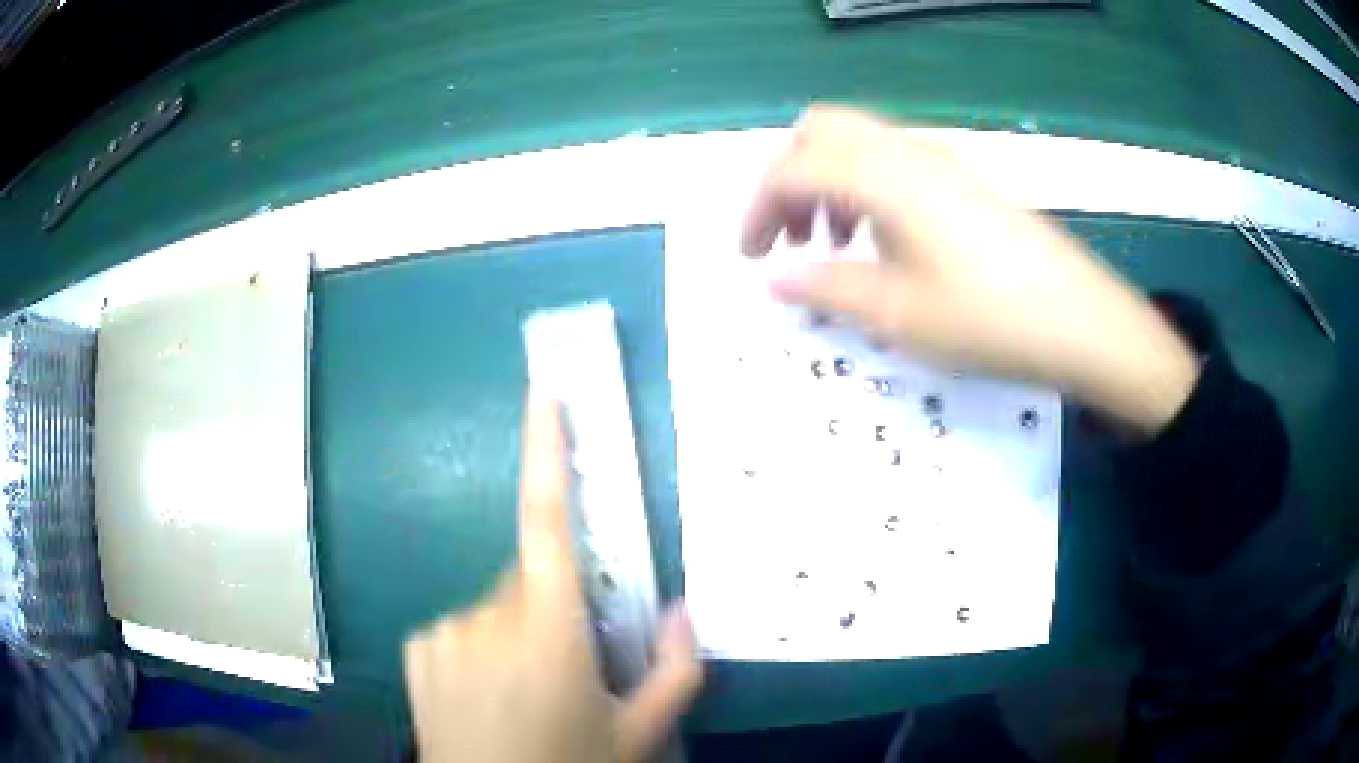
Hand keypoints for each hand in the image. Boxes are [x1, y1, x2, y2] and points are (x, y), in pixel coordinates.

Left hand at [403, 392, 702, 762]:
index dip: (546, 453)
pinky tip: (483, 695)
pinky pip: (460, 628)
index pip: (548, 523)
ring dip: (517, 632)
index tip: (546, 394)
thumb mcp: (640, 734)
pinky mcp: (417, 647)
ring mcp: (443, 630)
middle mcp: (488, 616)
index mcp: (550, 632)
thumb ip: (676, 670)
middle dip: (555, 605)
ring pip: (495, 607)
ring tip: (525, 692)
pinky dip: (478, 647)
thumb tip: (684, 609)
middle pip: (530, 579)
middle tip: (572, 664)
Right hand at [743, 105, 1199, 434]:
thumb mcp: (895, 313)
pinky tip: (882, 243)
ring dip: (828, 182)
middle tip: (789, 235)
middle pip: (821, 131)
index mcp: (880, 176)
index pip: (793, 168)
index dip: (759, 208)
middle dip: (789, 177)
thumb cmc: (984, 317)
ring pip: (859, 144)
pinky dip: (866, 190)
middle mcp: (906, 152)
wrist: (1079, 320)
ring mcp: (940, 163)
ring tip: (832, 245)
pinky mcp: (964, 183)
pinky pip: (894, 164)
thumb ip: (826, 287)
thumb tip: (775, 276)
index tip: (750, 256)